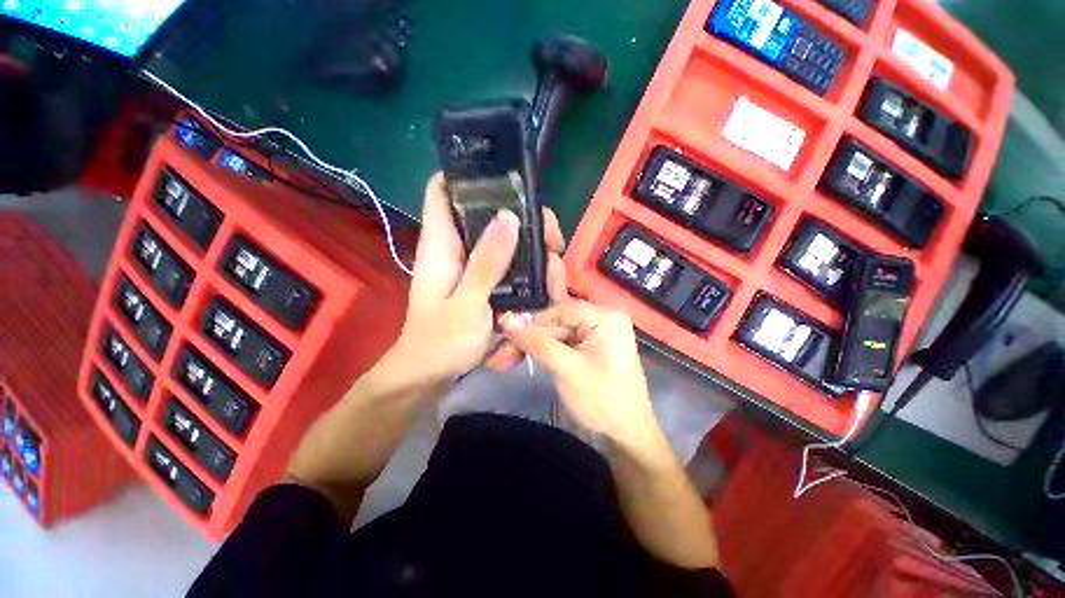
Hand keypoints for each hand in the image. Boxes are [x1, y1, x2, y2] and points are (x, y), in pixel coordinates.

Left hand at [387, 174, 565, 383]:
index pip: (443, 190)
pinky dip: (531, 274)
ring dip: (536, 256)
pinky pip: (512, 267)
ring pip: (510, 244)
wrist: (430, 376)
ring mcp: (474, 267)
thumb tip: (509, 216)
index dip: (468, 175)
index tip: (508, 181)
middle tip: (553, 243)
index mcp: (442, 244)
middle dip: (527, 223)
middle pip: (492, 216)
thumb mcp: (466, 303)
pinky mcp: (485, 284)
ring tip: (556, 281)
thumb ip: (487, 262)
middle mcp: (459, 248)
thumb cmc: (440, 343)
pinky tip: (548, 290)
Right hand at [499, 302, 668, 457]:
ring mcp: (596, 334)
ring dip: (530, 348)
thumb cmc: (603, 402)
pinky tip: (521, 359)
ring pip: (555, 335)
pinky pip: (562, 345)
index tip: (502, 336)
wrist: (627, 438)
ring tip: (501, 361)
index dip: (530, 323)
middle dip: (527, 340)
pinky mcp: (590, 348)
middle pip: (555, 324)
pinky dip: (543, 354)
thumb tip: (506, 319)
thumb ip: (537, 342)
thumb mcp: (567, 369)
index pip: (559, 310)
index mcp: (605, 317)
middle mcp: (602, 319)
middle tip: (497, 357)